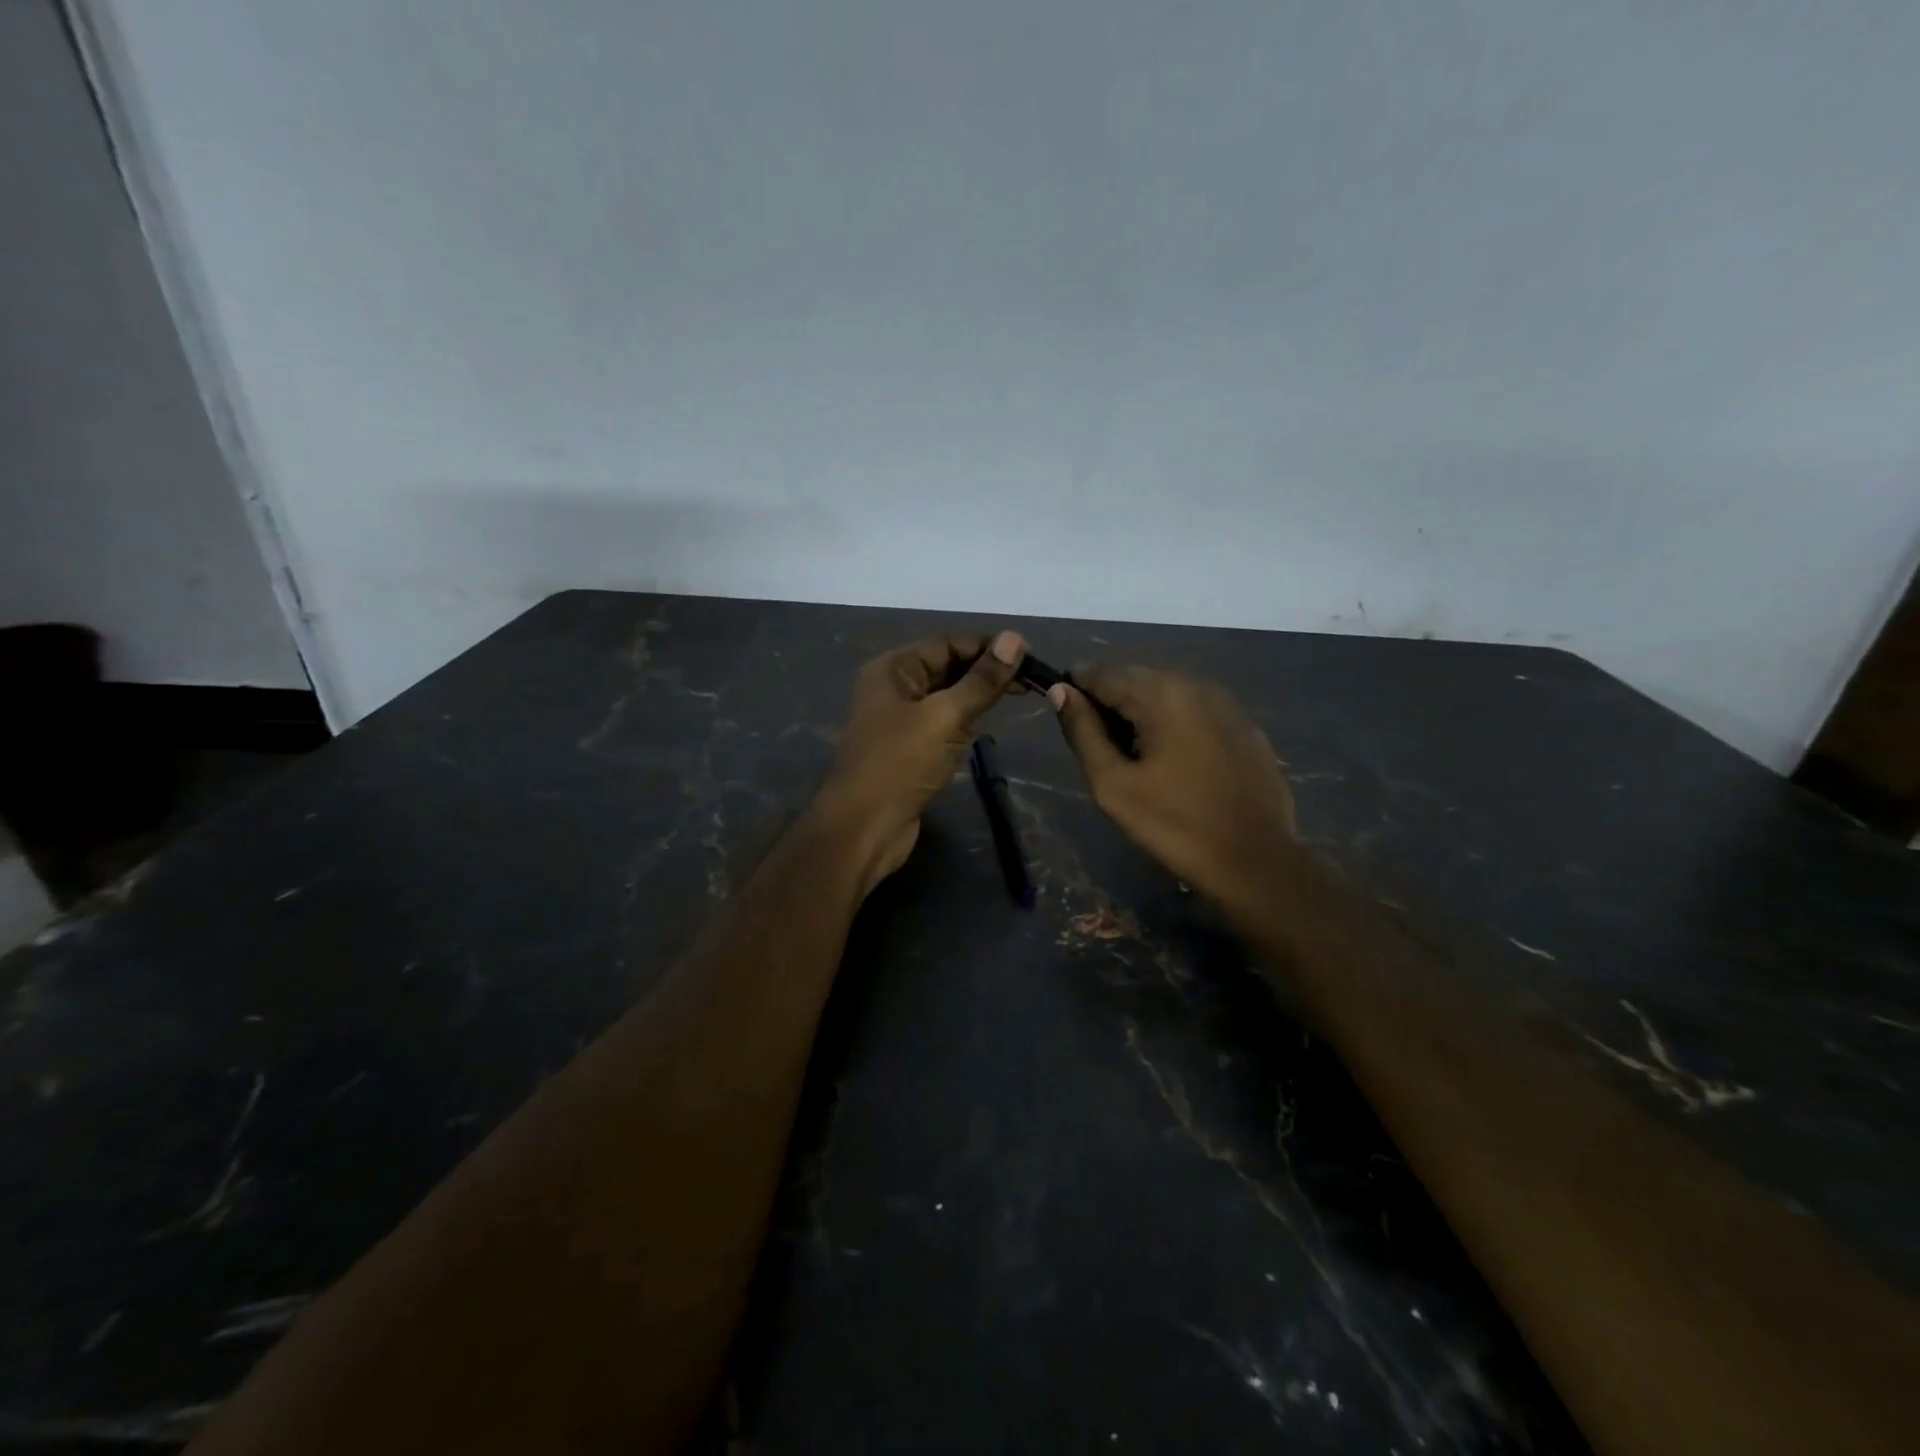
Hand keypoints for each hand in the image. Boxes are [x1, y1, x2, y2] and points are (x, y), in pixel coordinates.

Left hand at [816, 631, 1025, 893]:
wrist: (864, 828)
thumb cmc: (901, 764)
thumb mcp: (945, 716)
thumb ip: (981, 680)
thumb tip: (1014, 638)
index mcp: (893, 670)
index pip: (947, 644)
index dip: (987, 646)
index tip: (1029, 653)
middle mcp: (894, 689)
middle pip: (947, 668)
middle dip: (986, 670)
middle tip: (1032, 679)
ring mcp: (900, 721)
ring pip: (947, 697)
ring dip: (979, 695)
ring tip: (1022, 695)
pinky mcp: (910, 750)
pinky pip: (943, 724)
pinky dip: (967, 720)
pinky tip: (990, 723)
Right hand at [1050, 665, 1296, 912]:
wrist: (1255, 861)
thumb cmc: (1174, 824)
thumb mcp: (1113, 784)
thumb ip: (1082, 732)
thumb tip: (1060, 690)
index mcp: (1161, 694)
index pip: (1102, 673)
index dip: (1077, 690)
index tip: (1068, 719)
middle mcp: (1195, 684)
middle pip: (1136, 677)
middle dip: (1111, 701)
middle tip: (1102, 747)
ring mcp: (1226, 703)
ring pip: (1167, 691)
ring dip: (1143, 711)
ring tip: (1136, 755)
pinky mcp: (1245, 725)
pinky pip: (1196, 709)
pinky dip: (1175, 722)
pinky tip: (1175, 760)